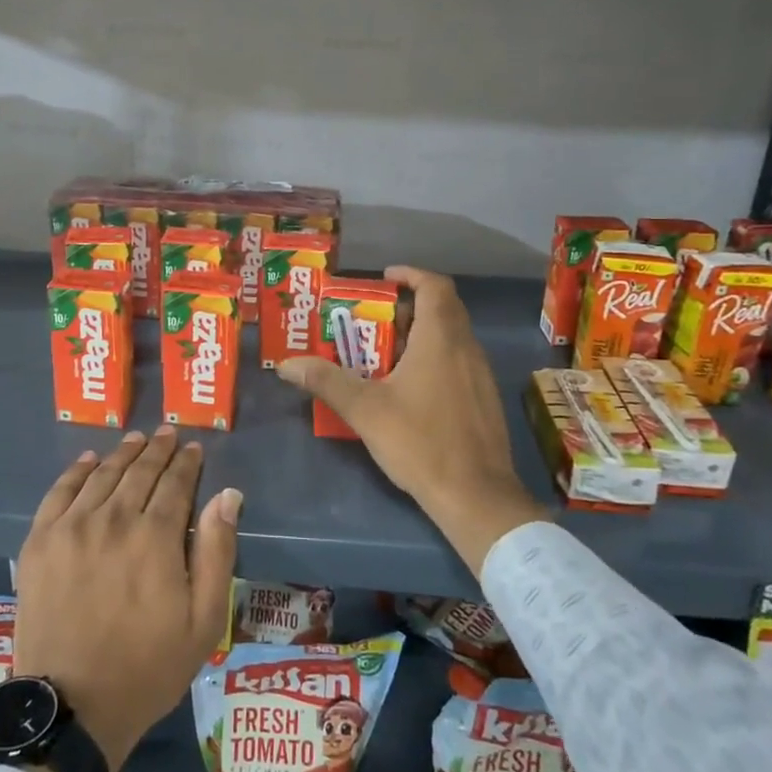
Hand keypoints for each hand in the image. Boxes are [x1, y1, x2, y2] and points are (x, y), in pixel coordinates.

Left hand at [14, 427, 240, 771]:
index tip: (194, 449)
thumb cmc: (148, 667)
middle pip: (139, 471)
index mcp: (156, 537)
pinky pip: (60, 491)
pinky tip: (89, 460)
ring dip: (123, 453)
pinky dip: (77, 470)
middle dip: (158, 450)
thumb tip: (228, 496)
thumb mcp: (204, 621)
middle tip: (168, 434)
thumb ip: (218, 553)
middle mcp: (114, 519)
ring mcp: (72, 527)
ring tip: (136, 440)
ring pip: (102, 474)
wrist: (71, 707)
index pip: (176, 483)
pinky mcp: (40, 541)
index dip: (187, 463)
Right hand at [278, 266, 547, 573]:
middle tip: (372, 319)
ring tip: (382, 353)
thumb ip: (326, 381)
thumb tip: (287, 364)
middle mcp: (466, 348)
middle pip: (442, 309)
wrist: (477, 496)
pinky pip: (458, 361)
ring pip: (451, 337)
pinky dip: (433, 358)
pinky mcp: (484, 399)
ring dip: (419, 335)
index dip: (410, 275)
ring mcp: (480, 374)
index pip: (435, 286)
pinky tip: (408, 388)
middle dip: (407, 307)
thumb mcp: (365, 410)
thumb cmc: (420, 442)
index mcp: (440, 339)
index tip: (384, 279)